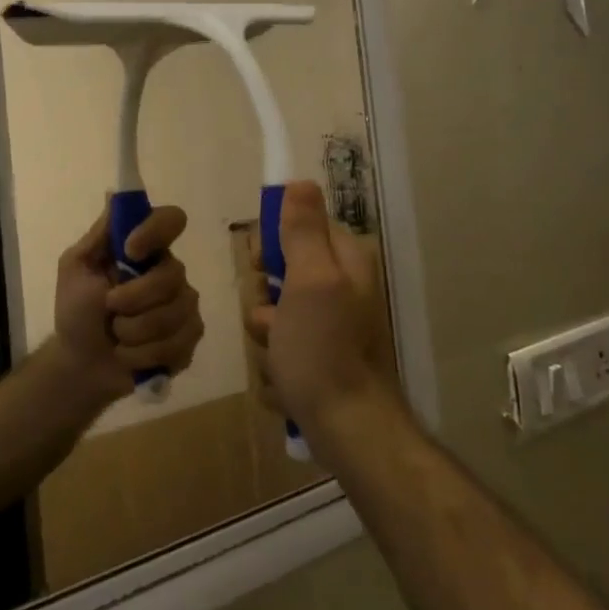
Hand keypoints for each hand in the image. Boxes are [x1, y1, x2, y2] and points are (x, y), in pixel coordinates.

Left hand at [53, 205, 203, 404]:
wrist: (81, 363)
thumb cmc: (76, 311)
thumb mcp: (75, 268)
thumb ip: (99, 235)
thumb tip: (116, 195)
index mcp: (146, 250)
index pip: (171, 220)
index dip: (156, 231)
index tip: (130, 250)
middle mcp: (171, 273)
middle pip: (173, 275)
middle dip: (134, 299)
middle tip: (109, 310)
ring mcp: (184, 307)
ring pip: (176, 313)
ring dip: (135, 332)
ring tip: (117, 338)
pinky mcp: (189, 340)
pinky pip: (180, 343)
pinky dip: (145, 355)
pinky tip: (131, 356)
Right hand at [244, 181, 407, 452]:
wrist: (346, 428)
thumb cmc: (323, 349)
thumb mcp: (310, 281)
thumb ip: (302, 232)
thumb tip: (301, 181)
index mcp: (345, 260)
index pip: (298, 225)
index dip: (272, 243)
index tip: (261, 265)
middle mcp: (341, 286)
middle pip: (282, 269)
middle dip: (264, 296)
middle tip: (272, 318)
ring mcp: (331, 324)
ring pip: (275, 310)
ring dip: (266, 332)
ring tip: (278, 354)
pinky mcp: (319, 356)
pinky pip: (281, 344)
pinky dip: (276, 360)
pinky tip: (284, 379)